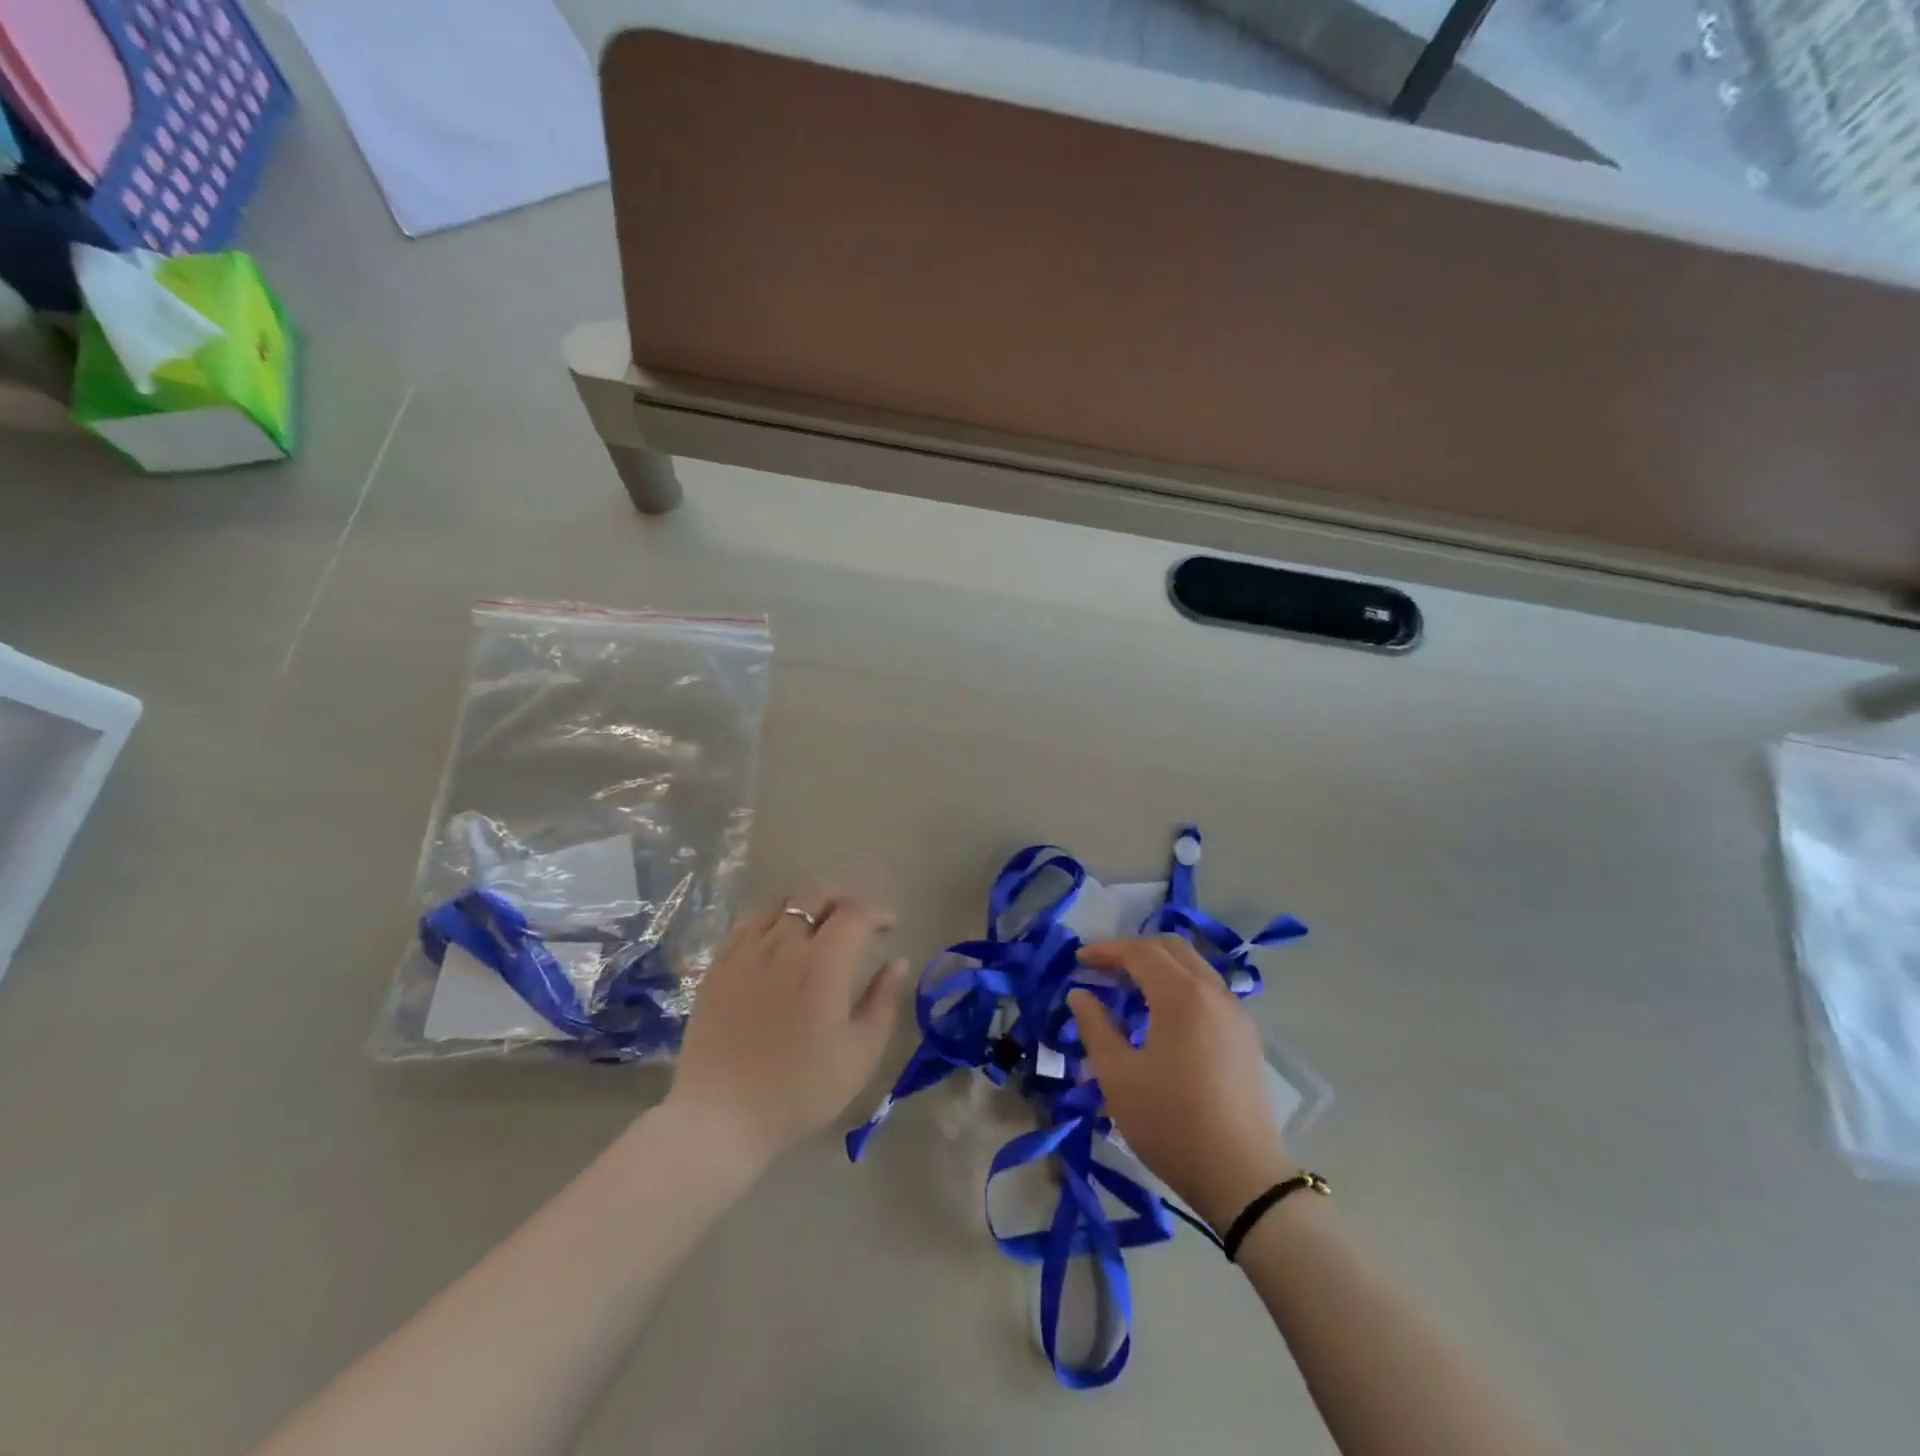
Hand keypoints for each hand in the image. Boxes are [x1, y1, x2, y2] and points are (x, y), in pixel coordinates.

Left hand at [665, 897, 908, 1173]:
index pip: (854, 913)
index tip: (889, 926)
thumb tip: (897, 963)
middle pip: (814, 896)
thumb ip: (883, 1002)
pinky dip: (772, 919)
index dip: (876, 913)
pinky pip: (748, 922)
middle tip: (855, 922)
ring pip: (779, 902)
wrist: (720, 1117)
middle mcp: (783, 944)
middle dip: (841, 901)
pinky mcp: (718, 966)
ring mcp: (745, 951)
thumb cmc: (799, 1090)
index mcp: (822, 963)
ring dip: (806, 904)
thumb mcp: (860, 1054)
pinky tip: (777, 941)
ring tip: (817, 925)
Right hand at [1068, 938, 1294, 1230]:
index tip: (1079, 962)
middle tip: (1103, 969)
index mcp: (1181, 996)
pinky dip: (1181, 984)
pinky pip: (1209, 989)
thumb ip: (1095, 1027)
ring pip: (1194, 966)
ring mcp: (1236, 1013)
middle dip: (1133, 950)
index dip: (1106, 951)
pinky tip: (1163, 1014)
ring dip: (1159, 966)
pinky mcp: (1246, 1036)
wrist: (1242, 1178)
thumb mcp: (1118, 1076)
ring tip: (1129, 988)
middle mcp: (1214, 992)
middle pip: (1171, 948)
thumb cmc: (1171, 1123)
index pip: (1140, 952)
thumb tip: (1080, 994)